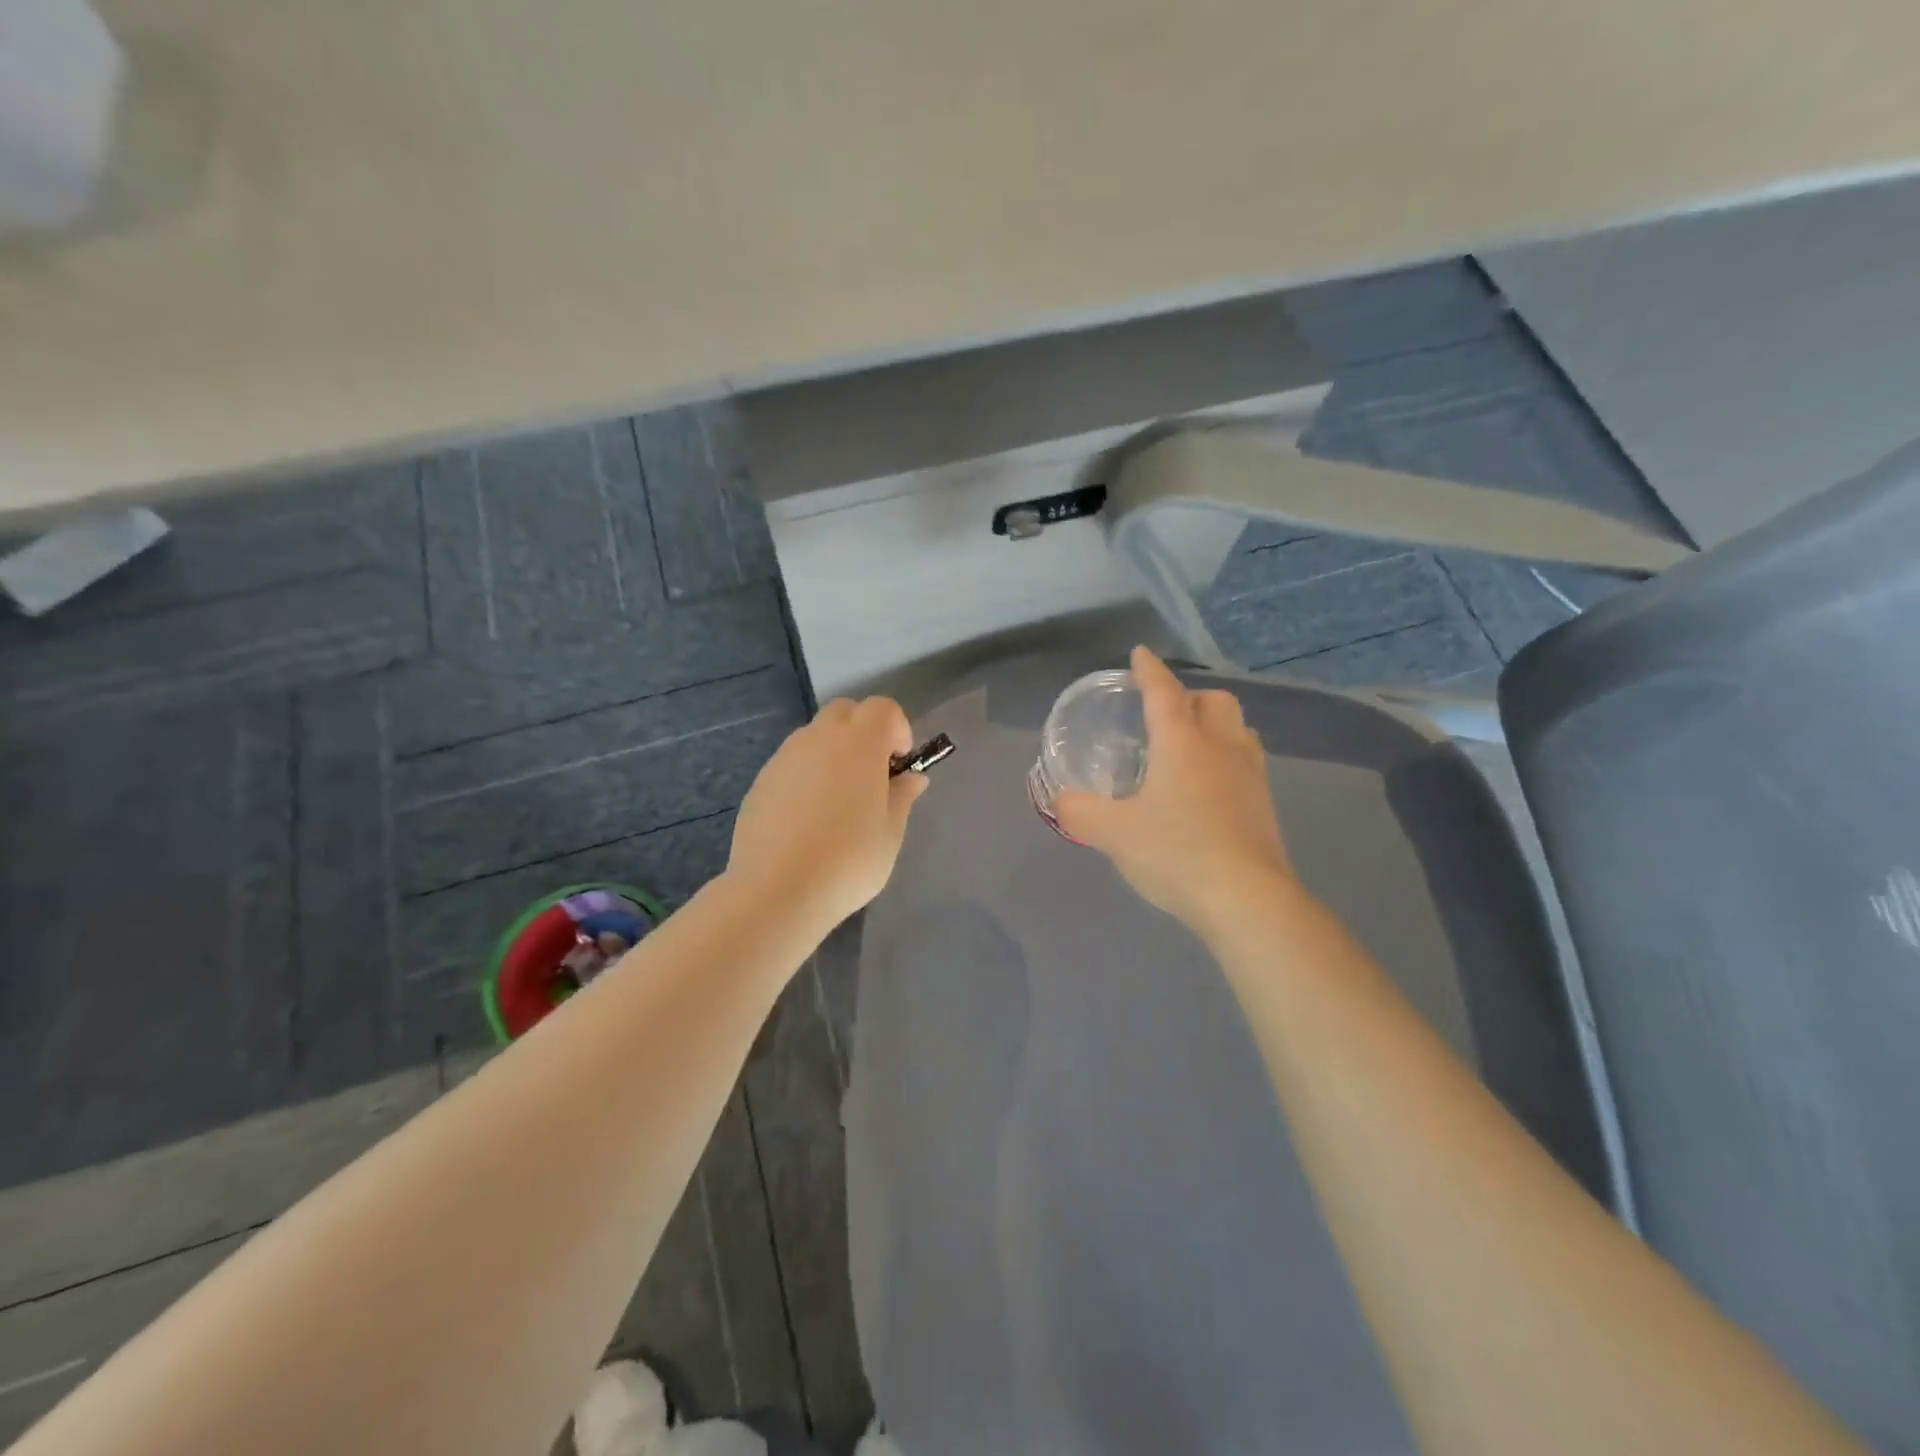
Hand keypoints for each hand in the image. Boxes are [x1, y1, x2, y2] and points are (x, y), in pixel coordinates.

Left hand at [727, 696, 929, 929]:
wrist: (777, 891)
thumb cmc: (848, 860)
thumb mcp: (890, 832)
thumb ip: (902, 796)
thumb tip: (911, 777)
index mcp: (859, 743)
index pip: (884, 708)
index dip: (898, 730)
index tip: (899, 767)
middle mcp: (819, 738)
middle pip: (846, 712)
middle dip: (864, 732)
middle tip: (871, 776)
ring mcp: (785, 757)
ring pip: (815, 736)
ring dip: (833, 753)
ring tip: (838, 802)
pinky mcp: (761, 780)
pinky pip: (792, 763)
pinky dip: (807, 775)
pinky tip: (807, 819)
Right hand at [1055, 646, 1293, 929]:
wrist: (1247, 899)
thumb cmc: (1176, 852)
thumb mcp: (1113, 833)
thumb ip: (1080, 812)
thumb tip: (1061, 801)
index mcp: (1182, 742)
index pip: (1163, 692)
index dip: (1149, 671)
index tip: (1139, 654)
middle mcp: (1221, 746)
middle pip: (1214, 701)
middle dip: (1190, 697)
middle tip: (1165, 714)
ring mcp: (1250, 774)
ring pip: (1238, 729)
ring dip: (1215, 726)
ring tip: (1190, 747)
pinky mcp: (1264, 804)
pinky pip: (1247, 762)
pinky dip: (1227, 758)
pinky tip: (1208, 788)